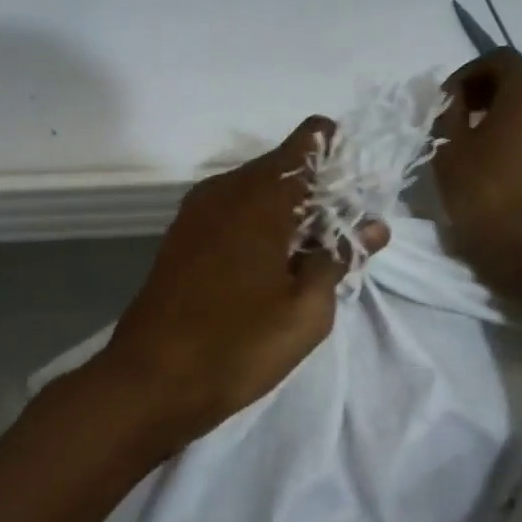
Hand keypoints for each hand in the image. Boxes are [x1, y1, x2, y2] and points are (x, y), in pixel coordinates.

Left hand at [99, 117, 388, 457]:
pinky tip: (270, 266)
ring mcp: (197, 211)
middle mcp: (224, 188)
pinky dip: (258, 224)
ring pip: (256, 190)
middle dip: (317, 190)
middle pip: (282, 166)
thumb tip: (373, 225)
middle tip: (342, 236)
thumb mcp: (306, 309)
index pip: (307, 140)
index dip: (337, 153)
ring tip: (310, 256)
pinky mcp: (182, 236)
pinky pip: (232, 211)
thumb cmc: (237, 345)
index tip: (356, 191)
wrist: (149, 381)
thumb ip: (339, 257)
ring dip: (288, 210)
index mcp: (259, 194)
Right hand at [434, 48, 521, 301]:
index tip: (444, 101)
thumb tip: (456, 98)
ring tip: (477, 142)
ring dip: (507, 115)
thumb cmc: (487, 194)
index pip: (497, 60)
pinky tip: (501, 162)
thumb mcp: (449, 149)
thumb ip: (448, 112)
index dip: (466, 75)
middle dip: (487, 93)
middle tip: (458, 118)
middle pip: (521, 80)